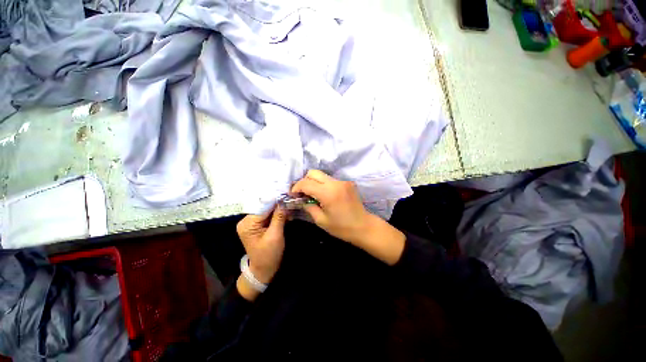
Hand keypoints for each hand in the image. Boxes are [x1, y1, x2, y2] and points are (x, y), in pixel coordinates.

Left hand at [236, 206, 287, 284]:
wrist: (263, 270)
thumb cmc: (269, 255)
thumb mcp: (275, 236)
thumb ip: (279, 217)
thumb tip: (284, 201)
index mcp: (248, 224)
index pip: (263, 207)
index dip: (276, 200)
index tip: (288, 194)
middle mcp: (246, 221)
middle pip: (264, 207)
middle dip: (278, 204)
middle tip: (291, 200)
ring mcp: (251, 223)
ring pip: (267, 211)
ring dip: (278, 209)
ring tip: (290, 206)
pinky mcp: (257, 226)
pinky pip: (267, 216)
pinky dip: (276, 215)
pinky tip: (286, 214)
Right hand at [291, 170, 371, 244]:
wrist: (364, 227)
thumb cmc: (342, 228)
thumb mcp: (321, 221)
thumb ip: (309, 207)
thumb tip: (302, 200)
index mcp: (328, 193)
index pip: (306, 183)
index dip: (296, 188)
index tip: (293, 195)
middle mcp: (335, 183)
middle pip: (313, 172)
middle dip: (304, 181)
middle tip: (302, 193)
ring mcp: (342, 181)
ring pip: (322, 175)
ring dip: (314, 182)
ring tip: (312, 194)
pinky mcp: (347, 183)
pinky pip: (330, 179)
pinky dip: (323, 184)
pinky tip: (324, 195)